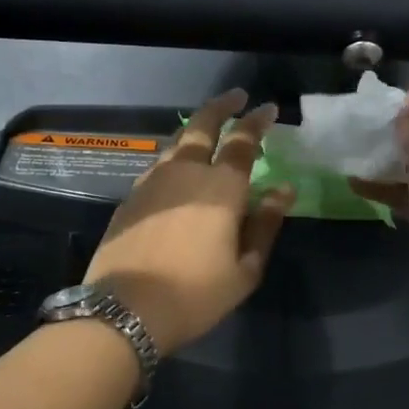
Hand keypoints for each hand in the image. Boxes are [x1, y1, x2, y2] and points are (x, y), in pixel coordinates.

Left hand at [85, 89, 293, 352]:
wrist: (124, 311)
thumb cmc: (195, 295)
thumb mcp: (245, 269)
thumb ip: (265, 225)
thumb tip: (283, 191)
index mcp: (221, 187)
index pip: (242, 141)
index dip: (257, 121)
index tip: (268, 108)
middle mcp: (185, 173)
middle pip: (202, 125)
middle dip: (221, 106)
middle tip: (236, 97)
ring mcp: (152, 182)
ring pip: (176, 142)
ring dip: (195, 129)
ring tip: (207, 129)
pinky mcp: (130, 198)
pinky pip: (158, 164)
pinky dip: (174, 156)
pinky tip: (177, 168)